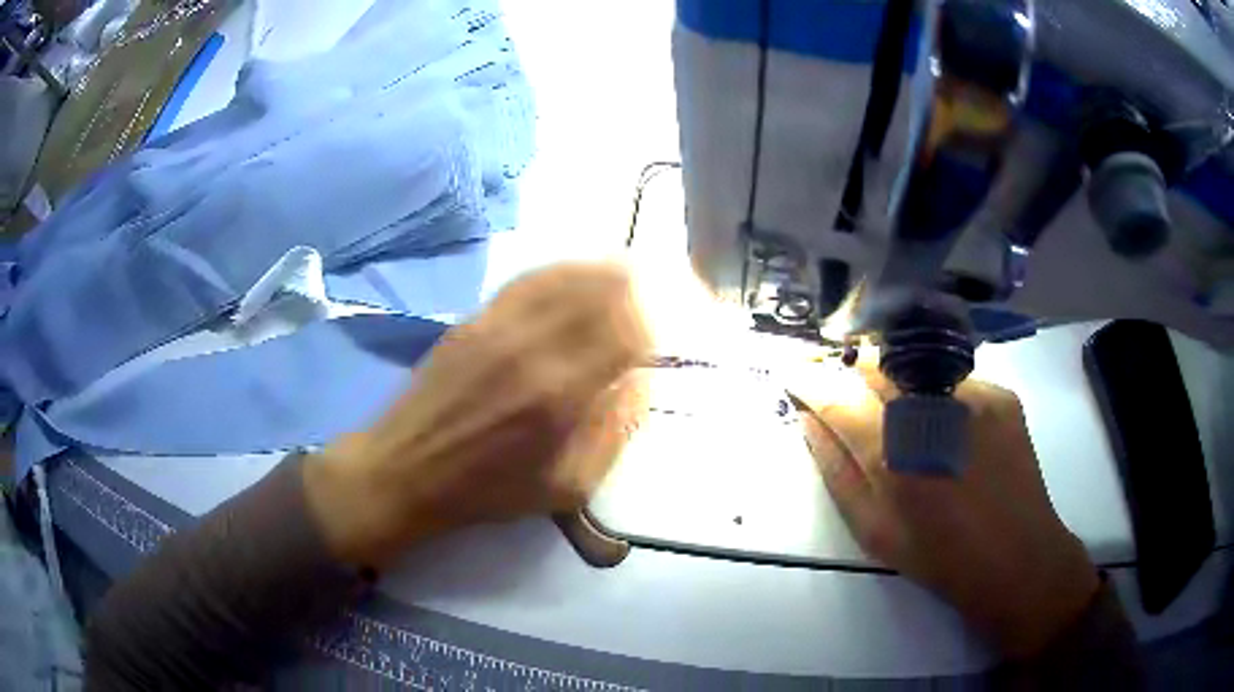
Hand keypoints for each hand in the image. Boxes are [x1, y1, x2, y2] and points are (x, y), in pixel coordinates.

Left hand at [304, 262, 651, 569]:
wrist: (406, 469)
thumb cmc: (488, 490)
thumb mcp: (567, 486)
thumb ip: (614, 430)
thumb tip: (641, 381)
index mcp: (562, 391)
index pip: (633, 327)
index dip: (666, 316)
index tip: (684, 319)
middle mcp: (534, 343)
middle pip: (606, 287)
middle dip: (646, 287)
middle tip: (665, 295)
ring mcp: (500, 323)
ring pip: (571, 273)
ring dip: (610, 273)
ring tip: (634, 279)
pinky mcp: (476, 316)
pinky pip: (532, 278)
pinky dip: (567, 273)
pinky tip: (581, 278)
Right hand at [793, 357, 1099, 657]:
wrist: (1017, 558)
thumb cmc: (938, 557)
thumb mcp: (873, 530)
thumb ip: (836, 470)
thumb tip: (810, 419)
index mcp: (895, 455)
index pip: (837, 394)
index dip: (809, 378)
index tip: (792, 373)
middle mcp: (934, 410)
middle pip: (875, 363)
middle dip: (848, 369)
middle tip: (841, 389)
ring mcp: (974, 395)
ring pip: (914, 365)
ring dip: (892, 380)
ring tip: (897, 411)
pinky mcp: (1001, 393)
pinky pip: (951, 378)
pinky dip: (934, 392)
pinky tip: (944, 426)